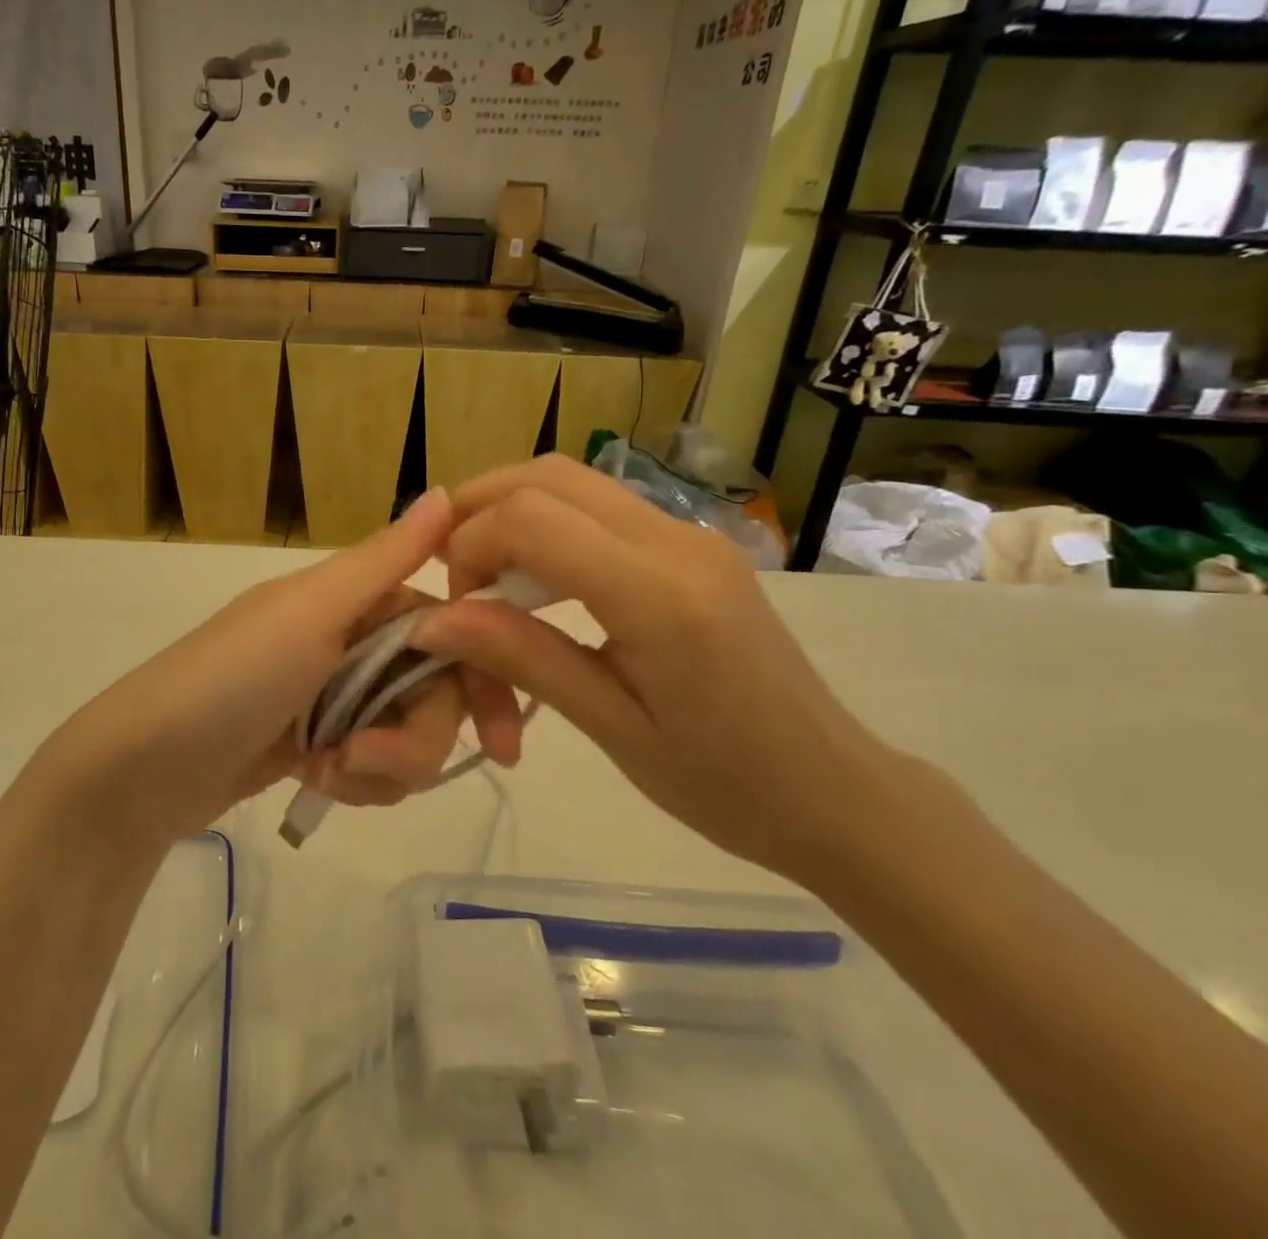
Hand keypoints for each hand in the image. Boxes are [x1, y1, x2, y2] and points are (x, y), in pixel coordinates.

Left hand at [30, 489, 522, 843]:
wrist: (143, 769)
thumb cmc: (231, 679)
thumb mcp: (311, 614)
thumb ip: (384, 559)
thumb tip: (447, 490)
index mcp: (355, 601)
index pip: (449, 630)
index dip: (483, 680)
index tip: (505, 743)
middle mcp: (351, 641)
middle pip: (433, 692)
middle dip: (414, 739)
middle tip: (368, 762)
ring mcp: (335, 696)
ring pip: (408, 735)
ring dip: (383, 766)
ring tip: (331, 773)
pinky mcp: (320, 745)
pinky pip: (374, 765)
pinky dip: (359, 781)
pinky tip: (319, 783)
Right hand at [412, 456, 894, 880]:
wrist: (836, 792)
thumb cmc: (724, 785)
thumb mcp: (610, 729)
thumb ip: (521, 658)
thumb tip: (432, 619)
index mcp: (659, 595)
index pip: (532, 519)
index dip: (469, 546)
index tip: (452, 605)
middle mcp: (677, 541)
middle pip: (549, 476)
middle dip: (479, 510)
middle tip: (451, 573)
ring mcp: (691, 535)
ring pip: (574, 481)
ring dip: (511, 513)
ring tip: (482, 577)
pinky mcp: (693, 546)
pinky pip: (601, 509)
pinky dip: (548, 527)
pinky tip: (536, 583)